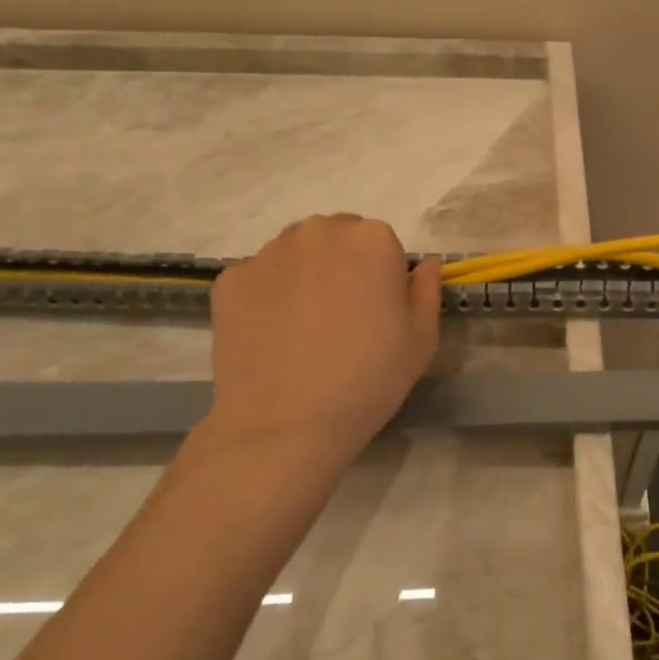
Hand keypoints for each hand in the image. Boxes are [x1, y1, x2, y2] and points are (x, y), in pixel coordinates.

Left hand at [193, 215, 441, 472]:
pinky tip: (271, 336)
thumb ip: (427, 290)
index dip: (382, 278)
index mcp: (372, 239)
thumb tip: (425, 264)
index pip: (382, 243)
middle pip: (337, 238)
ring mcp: (270, 253)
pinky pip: (259, 277)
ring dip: (304, 274)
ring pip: (296, 253)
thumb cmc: (367, 381)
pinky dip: (267, 296)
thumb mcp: (421, 340)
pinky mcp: (231, 279)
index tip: (376, 313)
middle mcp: (320, 232)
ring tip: (303, 327)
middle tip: (341, 317)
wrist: (284, 428)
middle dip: (342, 265)